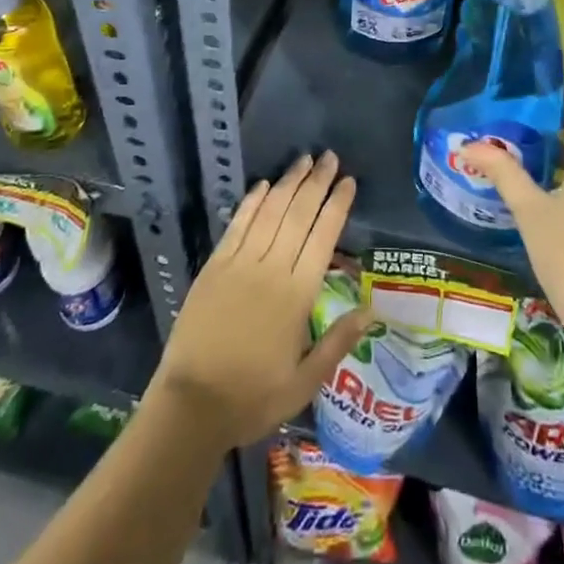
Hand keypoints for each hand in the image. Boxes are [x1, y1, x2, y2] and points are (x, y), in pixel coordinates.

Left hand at [148, 151, 370, 451]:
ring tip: (304, 160)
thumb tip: (372, 310)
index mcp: (297, 295)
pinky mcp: (215, 266)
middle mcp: (271, 269)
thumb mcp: (304, 382)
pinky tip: (264, 184)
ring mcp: (240, 264)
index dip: (336, 205)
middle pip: (298, 214)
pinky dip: (252, 201)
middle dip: (316, 182)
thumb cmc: (253, 398)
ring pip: (270, 211)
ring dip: (288, 182)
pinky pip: (238, 224)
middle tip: (330, 156)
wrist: (191, 406)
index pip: (323, 236)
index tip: (348, 181)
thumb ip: (338, 342)